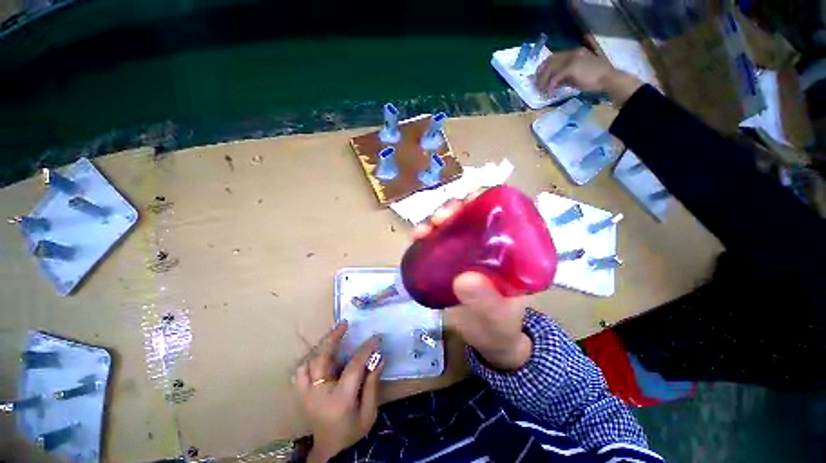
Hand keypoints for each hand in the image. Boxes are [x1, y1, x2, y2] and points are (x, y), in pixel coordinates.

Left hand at [294, 322, 383, 462]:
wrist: (327, 450)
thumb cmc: (350, 432)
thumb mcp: (369, 414)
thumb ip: (373, 385)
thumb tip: (378, 358)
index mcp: (339, 399)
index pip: (353, 366)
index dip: (366, 349)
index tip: (376, 338)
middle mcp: (318, 393)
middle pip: (321, 358)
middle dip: (333, 337)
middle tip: (344, 324)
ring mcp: (305, 394)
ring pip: (307, 362)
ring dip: (321, 346)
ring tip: (333, 336)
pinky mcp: (300, 394)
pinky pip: (300, 371)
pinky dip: (309, 358)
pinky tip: (320, 353)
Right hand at [412, 197, 531, 370]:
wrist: (485, 341)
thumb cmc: (499, 326)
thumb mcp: (496, 316)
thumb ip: (486, 302)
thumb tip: (464, 279)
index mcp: (509, 250)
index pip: (500, 214)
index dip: (485, 201)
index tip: (468, 201)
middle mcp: (487, 245)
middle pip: (471, 215)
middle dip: (454, 209)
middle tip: (440, 217)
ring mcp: (466, 252)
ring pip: (451, 226)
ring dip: (436, 220)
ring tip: (423, 229)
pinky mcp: (450, 261)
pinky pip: (437, 242)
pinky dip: (426, 235)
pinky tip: (417, 238)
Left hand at [535, 48, 642, 105]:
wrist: (608, 80)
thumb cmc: (596, 80)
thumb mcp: (577, 76)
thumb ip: (565, 77)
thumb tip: (552, 83)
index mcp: (575, 52)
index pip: (555, 57)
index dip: (544, 67)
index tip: (538, 76)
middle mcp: (572, 52)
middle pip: (550, 61)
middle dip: (541, 73)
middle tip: (536, 84)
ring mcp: (572, 58)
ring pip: (551, 68)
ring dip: (543, 80)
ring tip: (541, 90)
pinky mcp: (571, 67)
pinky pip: (555, 76)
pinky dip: (550, 84)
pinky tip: (549, 91)